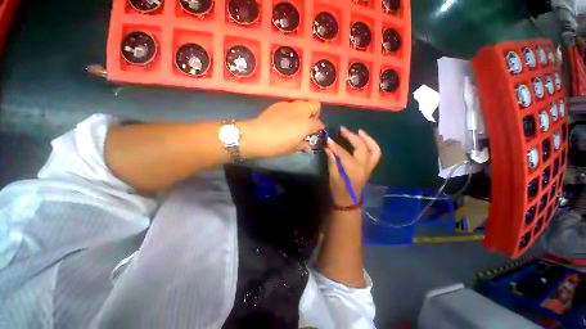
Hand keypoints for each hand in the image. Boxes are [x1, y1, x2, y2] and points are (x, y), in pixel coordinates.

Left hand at [241, 100, 324, 157]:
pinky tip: (284, 118)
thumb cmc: (277, 145)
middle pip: (315, 105)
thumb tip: (308, 146)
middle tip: (308, 123)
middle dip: (314, 113)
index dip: (319, 128)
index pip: (319, 123)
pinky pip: (290, 104)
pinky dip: (291, 110)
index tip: (315, 132)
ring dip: (303, 110)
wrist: (256, 136)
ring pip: (302, 102)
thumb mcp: (292, 148)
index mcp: (306, 124)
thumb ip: (303, 145)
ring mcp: (289, 105)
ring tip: (296, 120)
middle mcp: (300, 111)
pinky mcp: (278, 104)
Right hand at [324, 127, 380, 205]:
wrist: (349, 202)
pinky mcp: (370, 167)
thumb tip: (328, 147)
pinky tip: (364, 140)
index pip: (344, 154)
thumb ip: (332, 161)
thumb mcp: (333, 177)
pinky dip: (371, 145)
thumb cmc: (338, 191)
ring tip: (358, 131)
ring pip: (373, 149)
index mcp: (353, 171)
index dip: (335, 146)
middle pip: (361, 148)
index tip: (328, 138)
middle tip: (342, 130)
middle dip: (352, 137)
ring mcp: (369, 167)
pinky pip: (375, 154)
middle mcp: (364, 167)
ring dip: (367, 138)